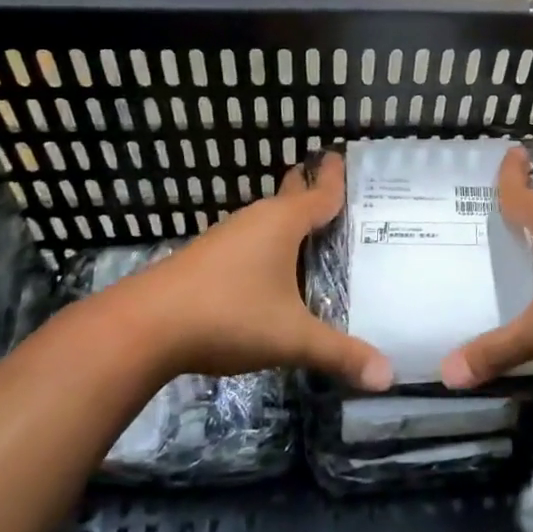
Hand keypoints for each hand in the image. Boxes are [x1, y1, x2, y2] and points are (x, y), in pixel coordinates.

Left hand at [100, 152, 392, 390]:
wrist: (144, 327)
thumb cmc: (229, 315)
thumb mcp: (291, 337)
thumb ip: (339, 353)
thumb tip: (388, 376)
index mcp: (283, 222)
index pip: (321, 192)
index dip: (336, 177)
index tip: (345, 155)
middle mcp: (256, 220)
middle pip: (292, 197)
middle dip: (314, 191)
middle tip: (343, 195)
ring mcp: (227, 237)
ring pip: (270, 220)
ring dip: (293, 223)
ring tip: (319, 234)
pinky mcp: (208, 258)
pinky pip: (252, 240)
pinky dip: (272, 245)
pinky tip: (276, 269)